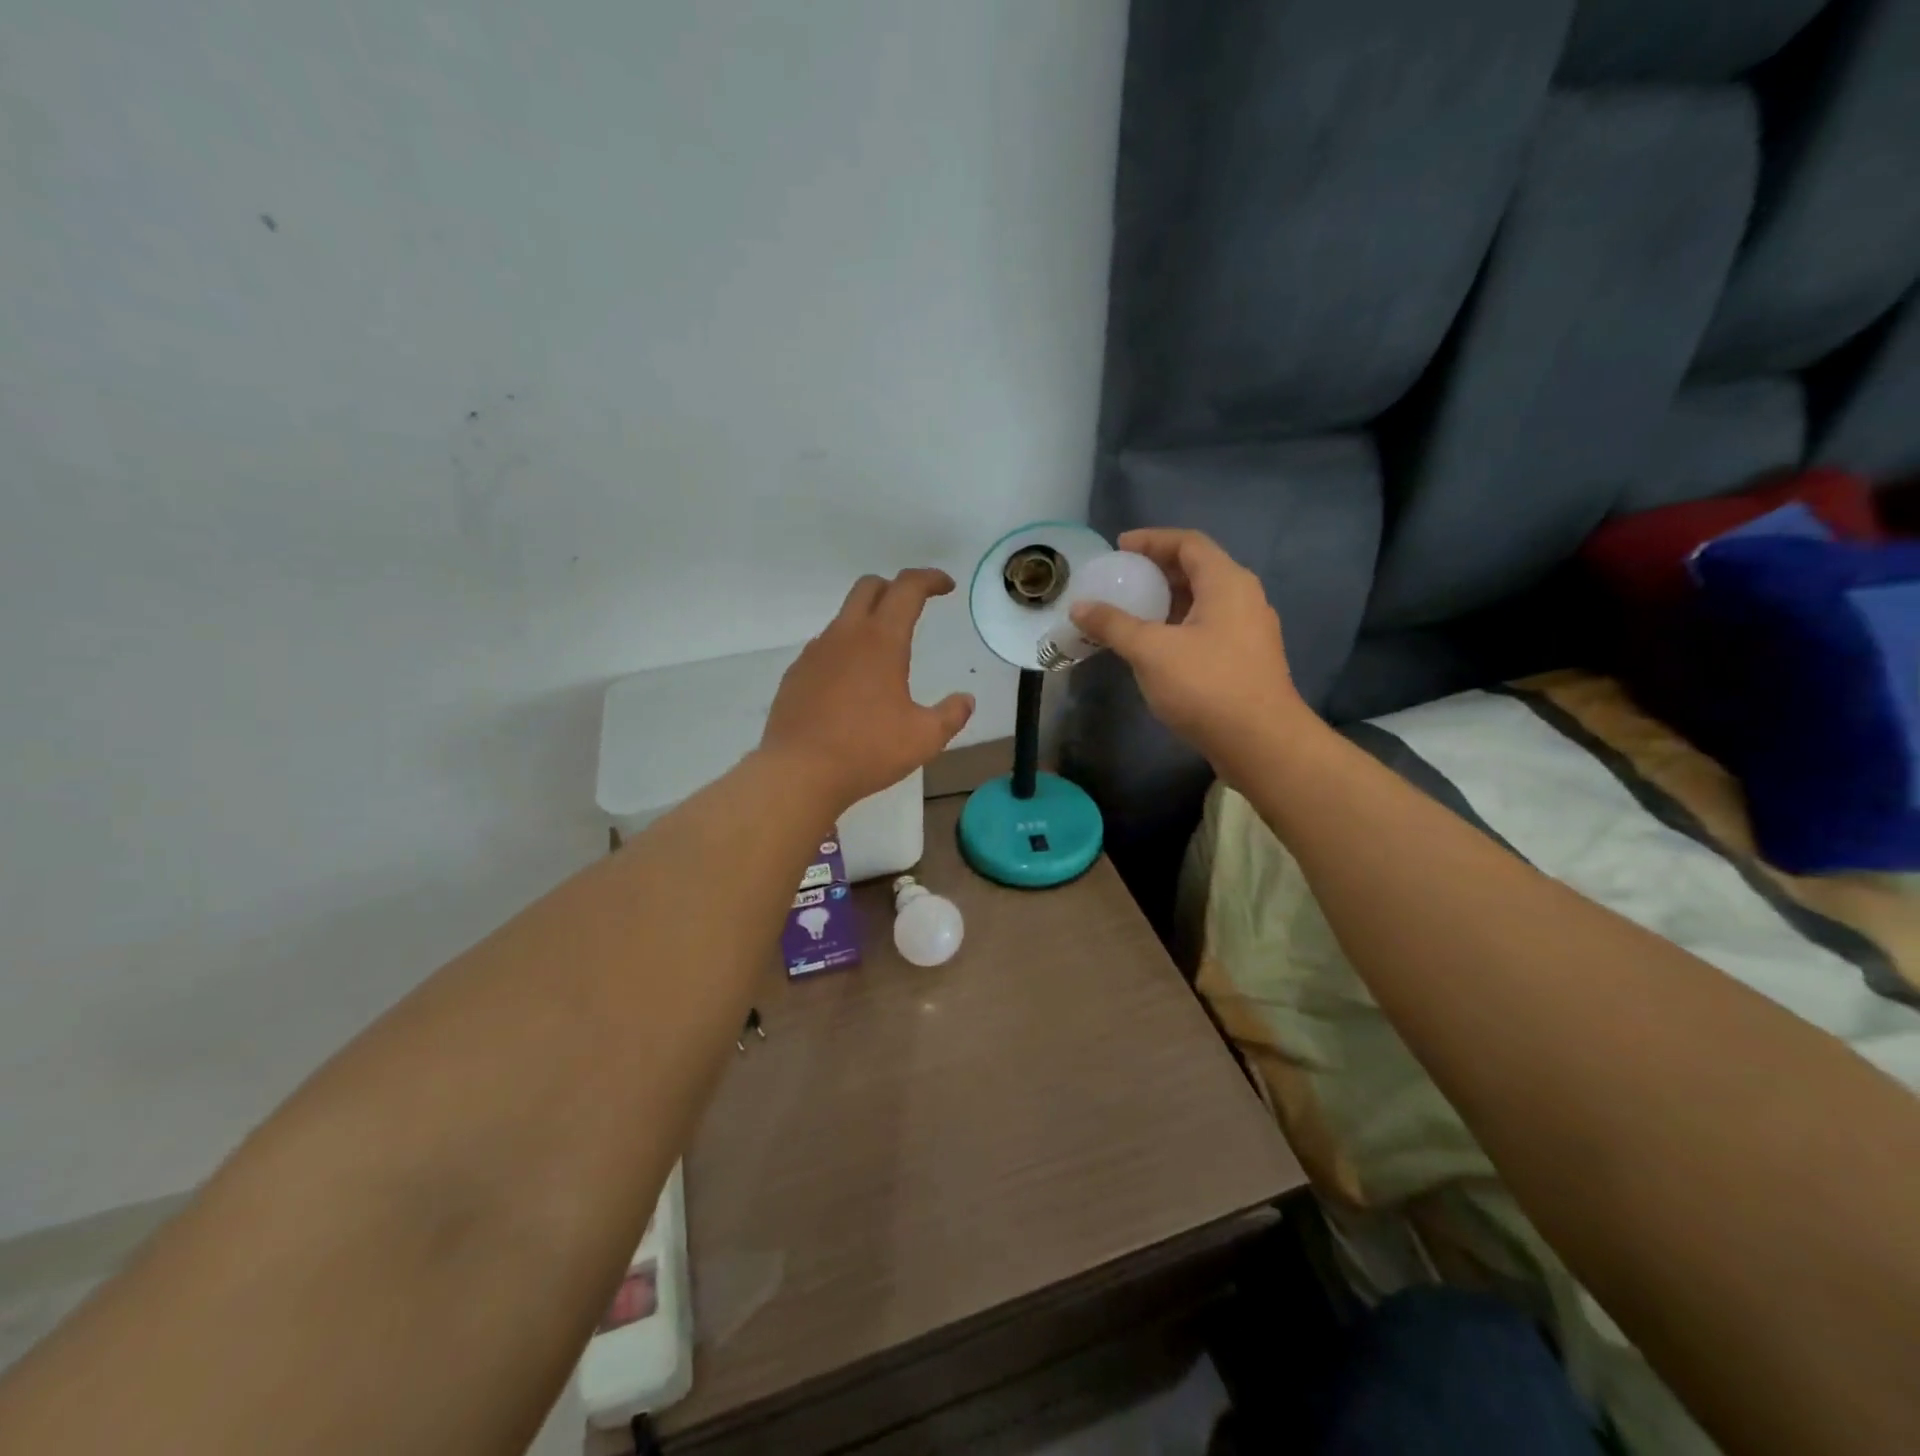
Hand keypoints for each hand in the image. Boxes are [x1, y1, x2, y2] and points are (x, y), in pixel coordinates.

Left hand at [761, 569, 974, 809]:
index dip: (929, 579)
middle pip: (869, 587)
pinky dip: (845, 650)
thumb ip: (951, 715)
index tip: (946, 587)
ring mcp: (815, 653)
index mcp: (881, 641)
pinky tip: (852, 685)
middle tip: (914, 608)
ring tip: (884, 655)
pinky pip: (825, 648)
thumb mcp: (924, 738)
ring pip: (844, 617)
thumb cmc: (867, 751)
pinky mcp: (796, 674)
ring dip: (868, 621)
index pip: (907, 588)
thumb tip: (966, 700)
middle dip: (895, 588)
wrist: (798, 772)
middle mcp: (845, 636)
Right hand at [1068, 529, 1311, 775]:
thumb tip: (1079, 607)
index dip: (1152, 539)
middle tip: (1123, 577)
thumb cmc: (1206, 685)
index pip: (1188, 543)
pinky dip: (1178, 625)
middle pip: (1198, 569)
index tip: (1120, 547)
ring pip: (1203, 601)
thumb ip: (1113, 625)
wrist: (1260, 742)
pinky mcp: (1246, 659)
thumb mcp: (1150, 651)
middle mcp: (1244, 598)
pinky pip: (1208, 627)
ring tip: (1132, 610)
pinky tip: (1155, 646)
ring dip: (1167, 600)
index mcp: (1227, 582)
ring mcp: (1249, 630)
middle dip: (1158, 569)